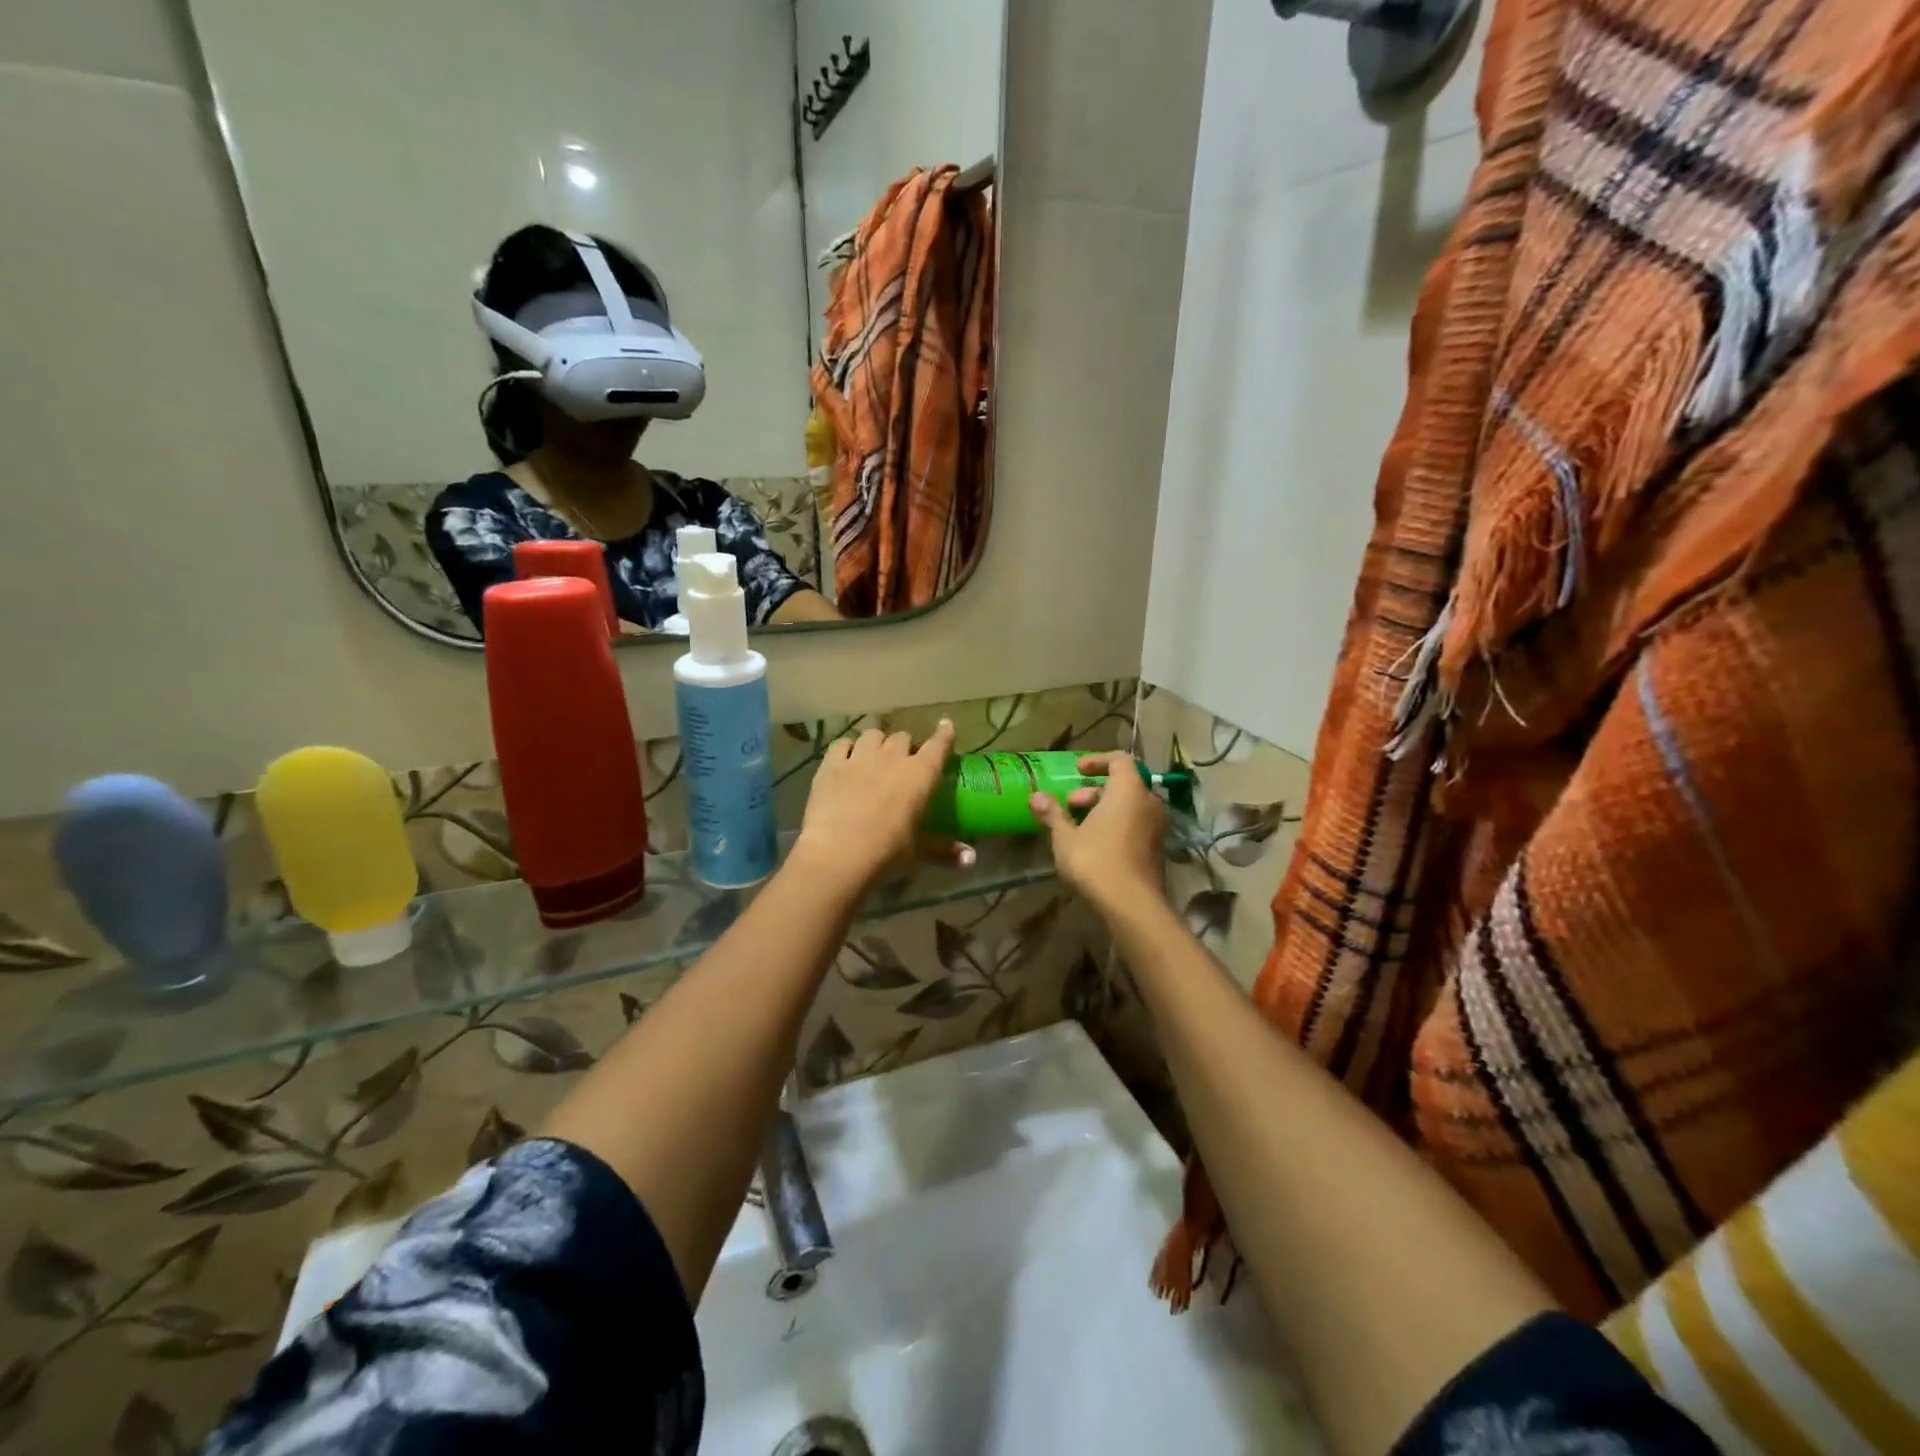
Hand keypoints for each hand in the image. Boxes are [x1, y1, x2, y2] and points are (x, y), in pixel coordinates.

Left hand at [792, 720, 967, 894]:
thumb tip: (972, 859)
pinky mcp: (831, 764)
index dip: (943, 734)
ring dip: (877, 744)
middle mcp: (893, 757)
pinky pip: (842, 744)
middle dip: (904, 747)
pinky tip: (846, 760)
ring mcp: (860, 757)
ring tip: (874, 758)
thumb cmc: (887, 853)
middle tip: (902, 763)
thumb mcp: (918, 853)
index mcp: (920, 775)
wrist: (839, 854)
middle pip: (902, 737)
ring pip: (873, 735)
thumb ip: (945, 851)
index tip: (946, 725)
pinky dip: (847, 749)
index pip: (938, 745)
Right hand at [1030, 752, 1166, 915]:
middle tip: (1070, 806)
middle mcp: (1149, 803)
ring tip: (1078, 828)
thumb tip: (1035, 796)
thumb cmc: (1096, 861)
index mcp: (1129, 790)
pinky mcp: (1157, 849)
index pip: (1120, 760)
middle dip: (1094, 792)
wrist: (1132, 905)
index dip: (1097, 761)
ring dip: (1104, 810)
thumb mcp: (1066, 837)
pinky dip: (1117, 826)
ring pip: (1130, 807)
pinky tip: (1094, 846)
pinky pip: (1136, 825)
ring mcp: (1157, 827)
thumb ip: (1052, 813)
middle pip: (1123, 785)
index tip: (1077, 771)